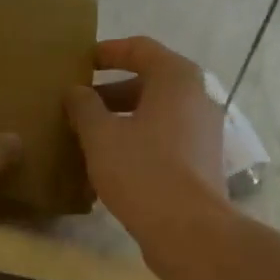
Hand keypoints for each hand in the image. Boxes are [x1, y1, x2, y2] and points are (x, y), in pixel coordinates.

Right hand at [64, 37, 227, 253]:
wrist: (188, 230)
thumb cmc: (142, 172)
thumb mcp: (101, 136)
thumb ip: (84, 107)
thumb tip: (75, 91)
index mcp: (176, 79)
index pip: (140, 49)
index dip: (108, 52)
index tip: (81, 62)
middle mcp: (197, 98)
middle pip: (149, 84)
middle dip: (111, 93)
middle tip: (78, 107)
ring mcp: (203, 133)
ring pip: (156, 116)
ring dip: (122, 122)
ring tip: (88, 138)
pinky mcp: (201, 164)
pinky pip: (164, 142)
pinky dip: (138, 144)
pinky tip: (111, 166)